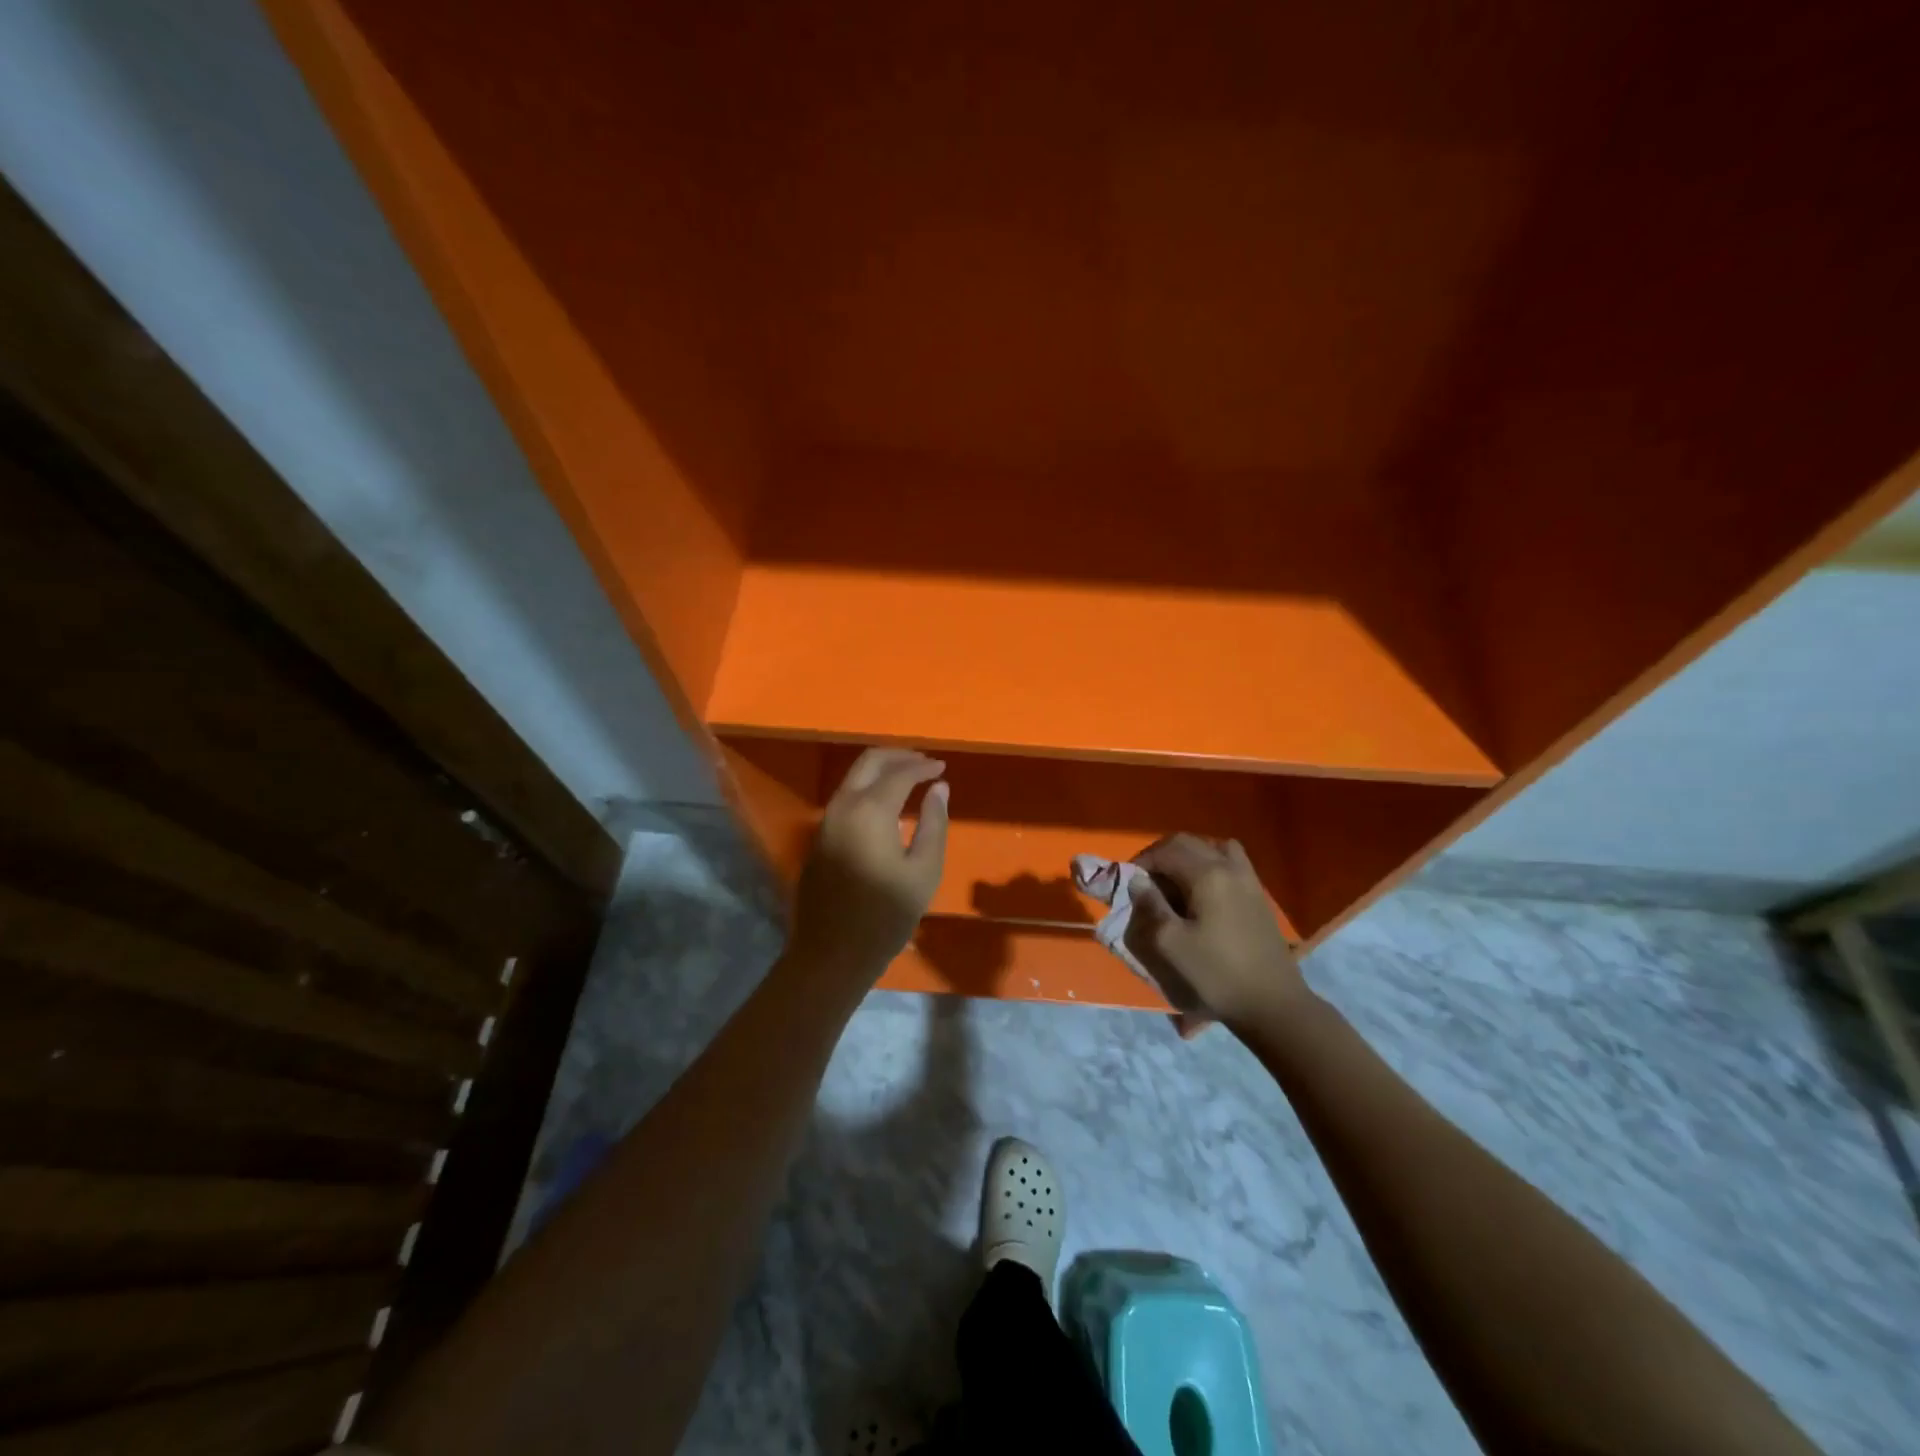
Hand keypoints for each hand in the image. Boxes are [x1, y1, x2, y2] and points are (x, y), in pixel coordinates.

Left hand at [789, 748, 949, 981]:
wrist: (832, 953)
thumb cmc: (886, 916)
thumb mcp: (923, 871)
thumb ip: (934, 823)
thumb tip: (939, 788)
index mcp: (871, 810)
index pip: (900, 772)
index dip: (924, 766)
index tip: (943, 768)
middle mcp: (843, 805)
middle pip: (869, 761)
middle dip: (899, 756)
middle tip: (925, 763)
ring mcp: (826, 821)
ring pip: (853, 778)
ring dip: (881, 771)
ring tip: (909, 779)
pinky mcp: (819, 837)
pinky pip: (845, 798)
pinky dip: (868, 789)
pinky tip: (886, 805)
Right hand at [1126, 834, 1311, 1030]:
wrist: (1272, 1003)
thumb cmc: (1216, 974)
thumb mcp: (1170, 944)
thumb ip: (1150, 906)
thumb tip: (1138, 881)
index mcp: (1207, 875)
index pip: (1166, 850)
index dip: (1142, 861)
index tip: (1128, 882)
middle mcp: (1229, 867)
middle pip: (1188, 842)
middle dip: (1161, 855)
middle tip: (1145, 881)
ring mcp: (1248, 879)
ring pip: (1212, 848)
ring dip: (1187, 857)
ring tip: (1174, 882)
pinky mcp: (1257, 895)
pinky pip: (1230, 863)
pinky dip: (1210, 866)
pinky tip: (1203, 893)